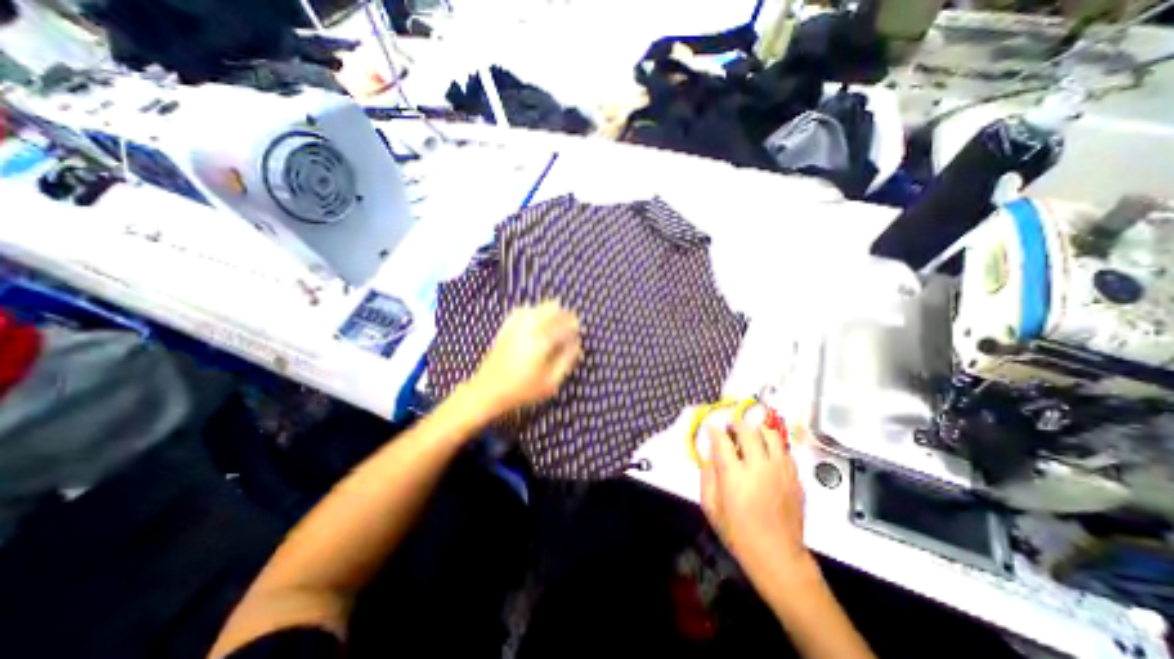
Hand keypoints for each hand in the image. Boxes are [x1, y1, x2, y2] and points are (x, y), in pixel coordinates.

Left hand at [464, 302, 581, 418]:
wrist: (487, 391)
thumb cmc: (522, 391)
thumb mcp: (550, 383)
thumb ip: (566, 362)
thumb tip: (577, 345)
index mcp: (541, 343)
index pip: (562, 326)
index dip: (573, 325)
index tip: (579, 327)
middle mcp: (528, 330)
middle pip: (549, 311)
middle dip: (562, 313)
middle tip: (570, 319)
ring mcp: (514, 328)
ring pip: (535, 308)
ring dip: (548, 309)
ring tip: (557, 313)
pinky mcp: (504, 329)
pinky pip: (520, 312)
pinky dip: (531, 310)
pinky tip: (534, 313)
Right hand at [700, 423, 813, 580]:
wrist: (777, 556)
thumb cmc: (737, 532)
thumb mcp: (710, 506)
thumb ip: (706, 474)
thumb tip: (708, 452)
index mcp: (734, 474)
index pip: (722, 439)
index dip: (715, 430)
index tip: (712, 428)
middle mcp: (759, 467)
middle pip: (747, 431)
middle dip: (735, 425)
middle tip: (731, 431)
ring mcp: (781, 471)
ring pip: (770, 434)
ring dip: (757, 431)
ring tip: (751, 437)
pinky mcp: (795, 478)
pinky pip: (784, 450)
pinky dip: (773, 446)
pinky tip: (767, 455)